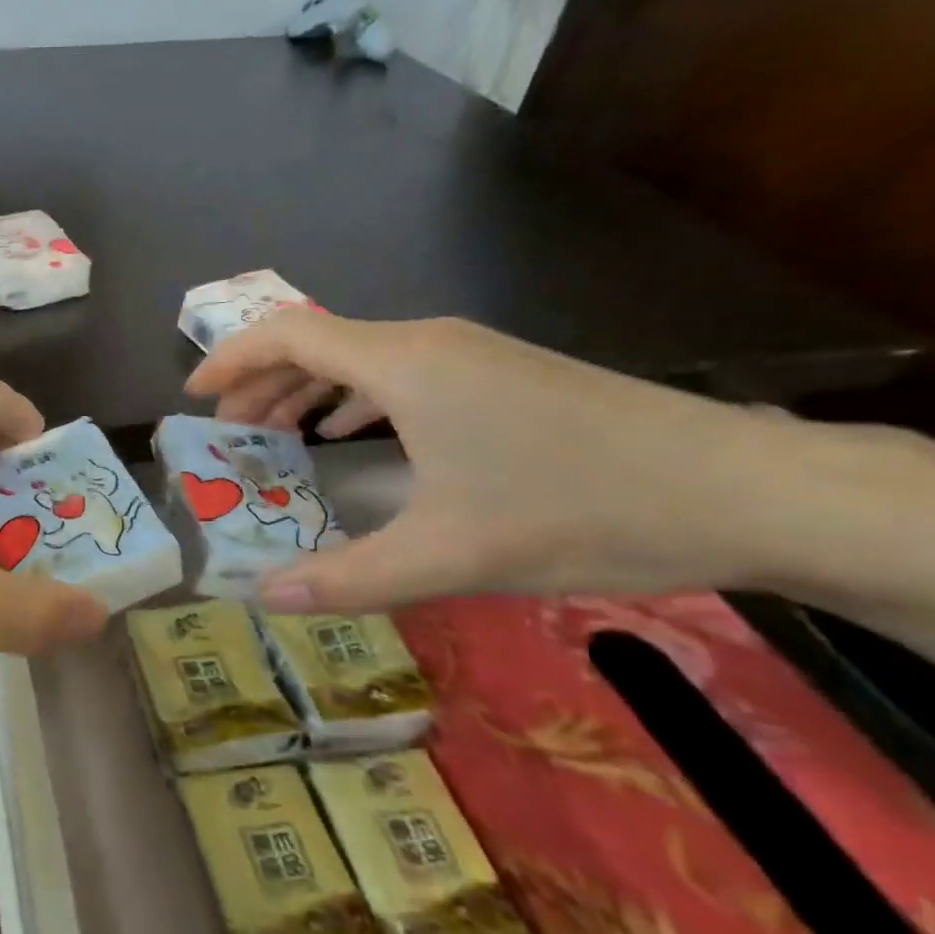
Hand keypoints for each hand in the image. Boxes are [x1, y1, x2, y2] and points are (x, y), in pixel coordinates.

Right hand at [185, 310, 786, 612]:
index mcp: (402, 364)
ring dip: (307, 390)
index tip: (194, 395)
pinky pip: (399, 372)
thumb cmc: (577, 508)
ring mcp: (468, 354)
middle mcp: (427, 343)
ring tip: (274, 434)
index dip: (231, 359)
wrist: (740, 488)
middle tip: (226, 431)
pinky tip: (351, 432)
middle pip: (317, 344)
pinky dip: (354, 397)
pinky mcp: (499, 374)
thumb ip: (347, 577)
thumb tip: (266, 597)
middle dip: (261, 382)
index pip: (288, 336)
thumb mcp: (449, 554)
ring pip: (359, 357)